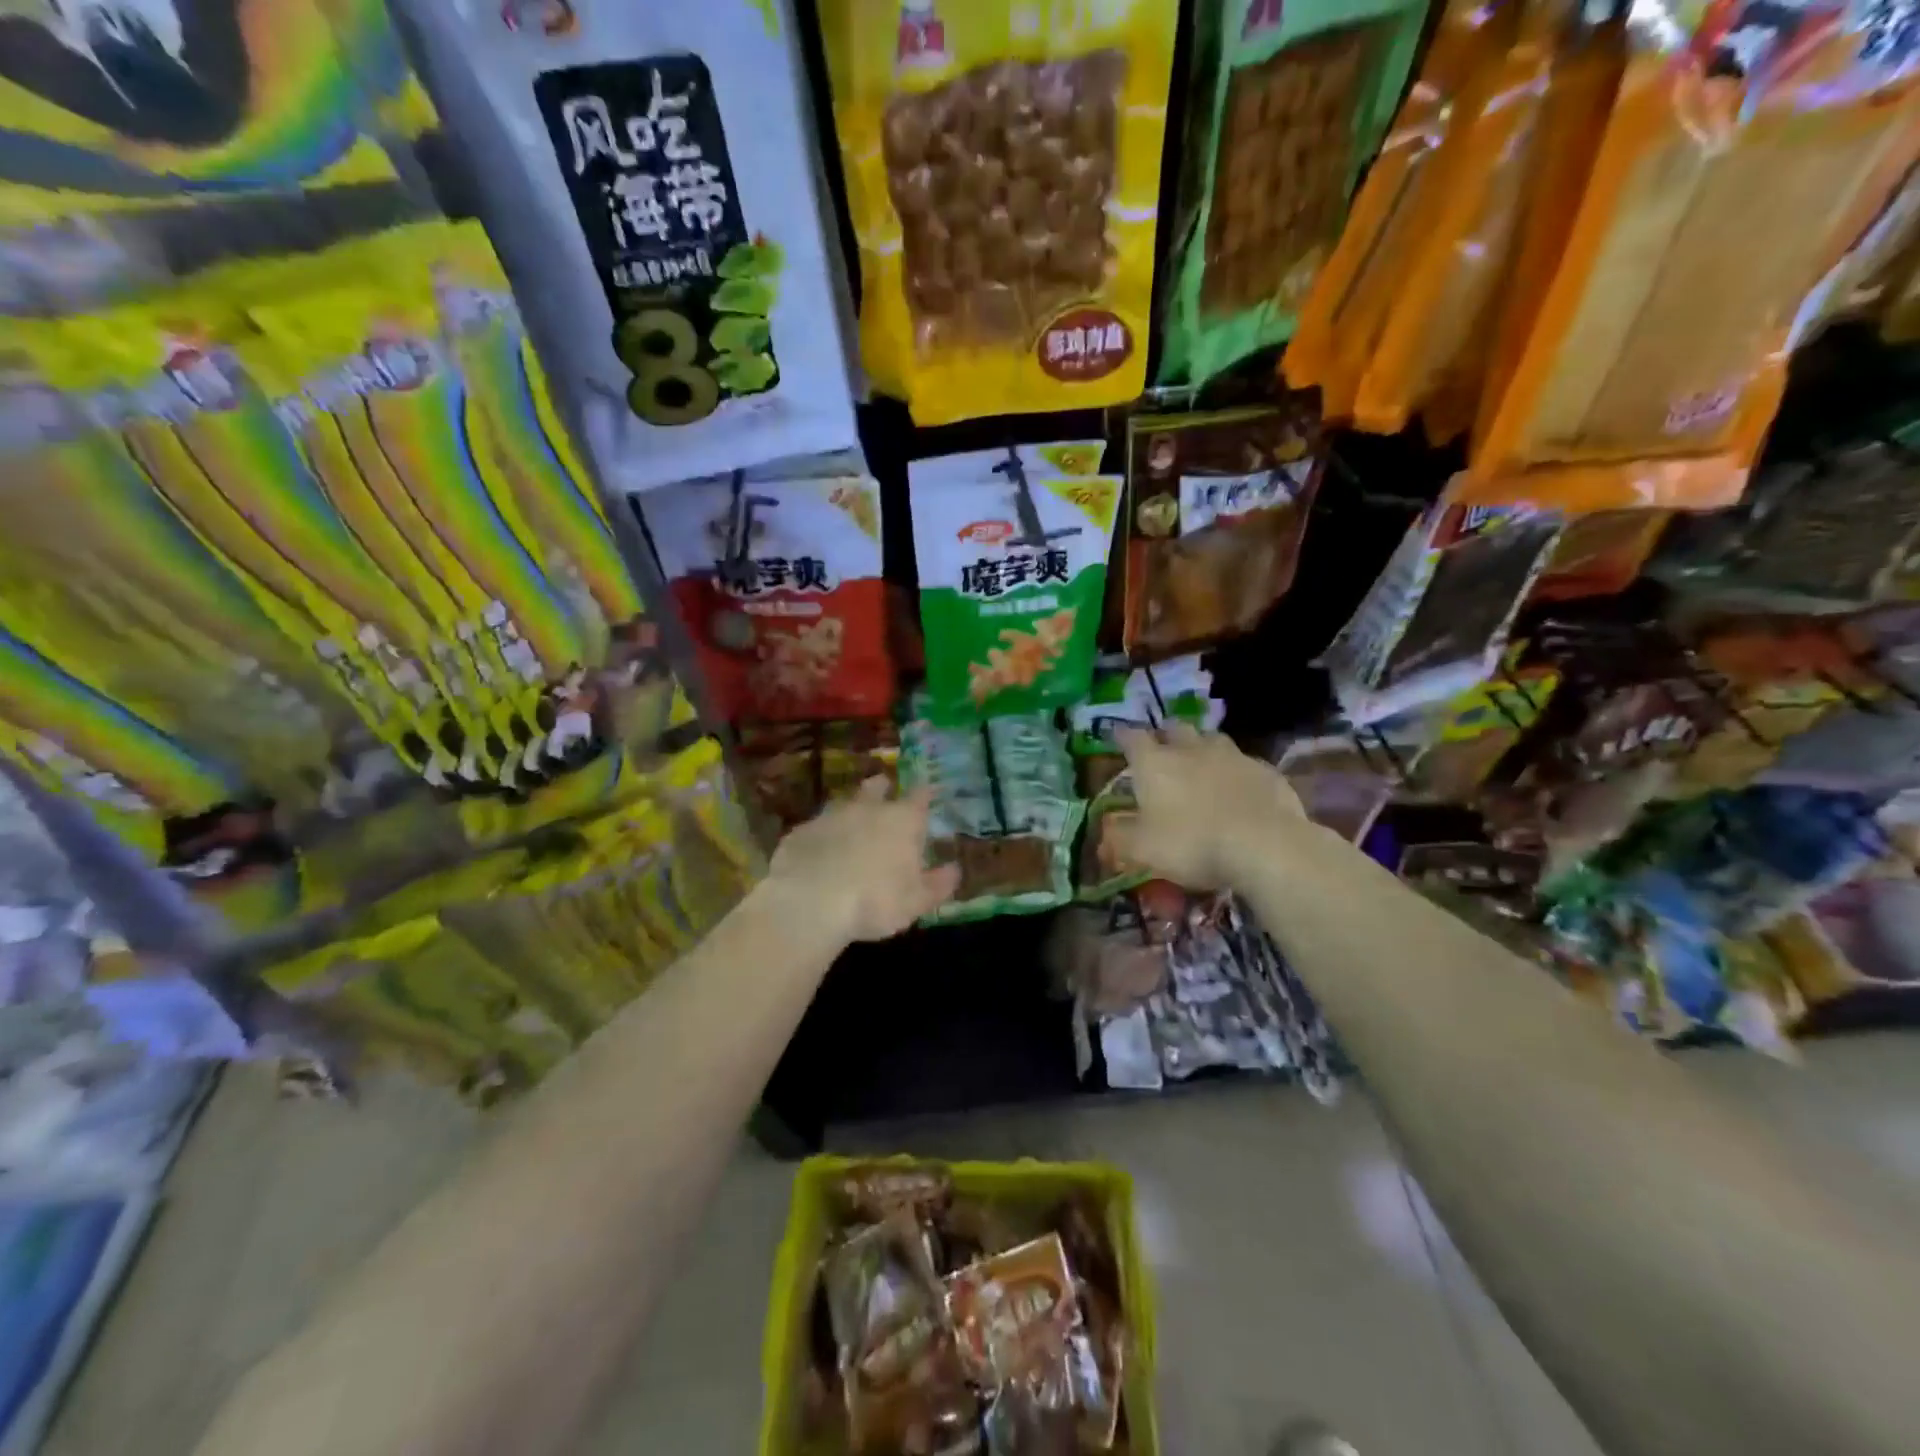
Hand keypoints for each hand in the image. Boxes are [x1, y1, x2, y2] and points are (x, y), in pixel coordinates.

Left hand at [763, 778, 960, 945]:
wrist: (810, 903)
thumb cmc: (875, 901)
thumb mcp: (917, 901)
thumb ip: (938, 884)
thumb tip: (955, 869)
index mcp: (902, 821)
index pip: (919, 797)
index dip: (925, 792)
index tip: (928, 789)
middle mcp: (867, 809)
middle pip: (876, 788)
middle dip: (882, 788)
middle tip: (884, 790)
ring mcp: (830, 816)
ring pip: (843, 804)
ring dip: (849, 811)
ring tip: (851, 825)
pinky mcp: (800, 832)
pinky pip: (816, 829)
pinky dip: (821, 836)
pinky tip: (819, 852)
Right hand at [1106, 723, 1304, 889]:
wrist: (1264, 846)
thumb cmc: (1192, 844)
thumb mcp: (1142, 850)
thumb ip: (1119, 839)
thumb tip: (1104, 835)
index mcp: (1154, 763)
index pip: (1132, 738)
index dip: (1123, 736)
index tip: (1118, 737)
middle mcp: (1190, 749)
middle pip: (1175, 729)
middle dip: (1166, 735)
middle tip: (1162, 748)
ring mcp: (1232, 756)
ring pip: (1212, 739)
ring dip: (1202, 746)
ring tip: (1200, 762)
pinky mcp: (1265, 770)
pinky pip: (1244, 762)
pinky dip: (1235, 770)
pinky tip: (1238, 787)